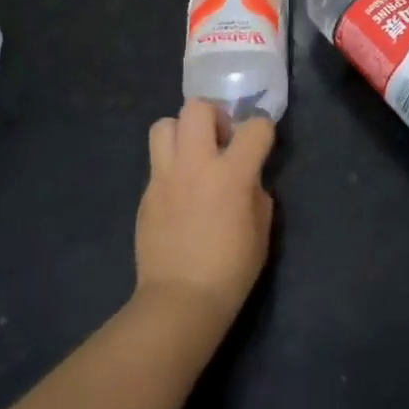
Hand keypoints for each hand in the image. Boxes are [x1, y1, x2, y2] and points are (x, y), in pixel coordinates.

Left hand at [135, 100, 274, 336]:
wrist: (180, 300)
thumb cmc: (231, 269)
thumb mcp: (262, 230)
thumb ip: (257, 193)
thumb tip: (248, 180)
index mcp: (231, 173)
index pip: (255, 126)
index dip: (263, 130)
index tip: (261, 143)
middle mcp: (195, 164)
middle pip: (197, 108)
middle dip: (214, 115)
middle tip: (221, 140)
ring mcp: (165, 176)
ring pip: (164, 125)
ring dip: (182, 133)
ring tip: (193, 156)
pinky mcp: (146, 193)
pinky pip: (157, 162)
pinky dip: (170, 165)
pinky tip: (180, 191)